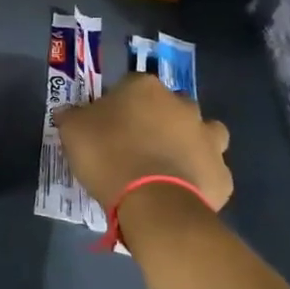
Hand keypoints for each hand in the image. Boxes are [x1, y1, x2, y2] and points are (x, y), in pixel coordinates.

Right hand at [53, 73, 233, 214]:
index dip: (117, 105)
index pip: (129, 85)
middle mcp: (183, 105)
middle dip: (156, 120)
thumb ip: (71, 116)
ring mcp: (208, 139)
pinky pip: (207, 170)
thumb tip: (68, 112)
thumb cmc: (108, 156)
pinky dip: (196, 177)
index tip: (105, 124)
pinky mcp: (221, 174)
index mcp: (145, 88)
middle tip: (134, 145)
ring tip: (164, 166)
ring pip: (201, 134)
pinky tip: (177, 191)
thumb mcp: (72, 132)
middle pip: (169, 106)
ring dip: (187, 143)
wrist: (153, 202)